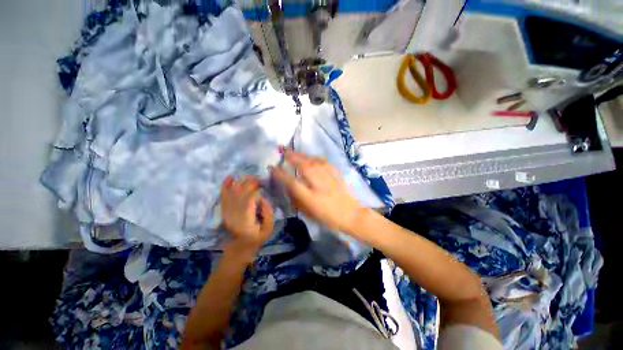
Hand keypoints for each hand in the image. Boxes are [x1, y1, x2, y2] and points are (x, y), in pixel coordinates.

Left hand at [221, 176, 274, 254]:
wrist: (239, 247)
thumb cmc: (256, 239)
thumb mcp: (268, 229)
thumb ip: (268, 214)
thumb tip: (263, 199)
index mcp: (246, 220)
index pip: (249, 199)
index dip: (256, 190)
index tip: (263, 185)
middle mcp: (234, 214)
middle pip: (240, 193)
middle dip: (250, 183)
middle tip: (260, 180)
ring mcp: (227, 212)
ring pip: (232, 192)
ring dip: (241, 182)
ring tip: (250, 178)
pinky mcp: (224, 210)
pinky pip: (224, 196)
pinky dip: (226, 185)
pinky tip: (230, 177)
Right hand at [270, 149, 365, 231]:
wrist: (351, 214)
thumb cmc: (329, 217)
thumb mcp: (310, 213)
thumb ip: (298, 200)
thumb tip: (289, 187)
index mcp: (311, 197)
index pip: (292, 183)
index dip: (281, 174)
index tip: (272, 167)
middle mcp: (319, 185)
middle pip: (304, 167)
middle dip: (292, 157)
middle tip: (283, 151)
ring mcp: (329, 178)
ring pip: (314, 162)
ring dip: (303, 155)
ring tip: (294, 152)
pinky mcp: (337, 174)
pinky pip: (324, 162)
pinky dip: (315, 158)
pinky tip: (311, 157)